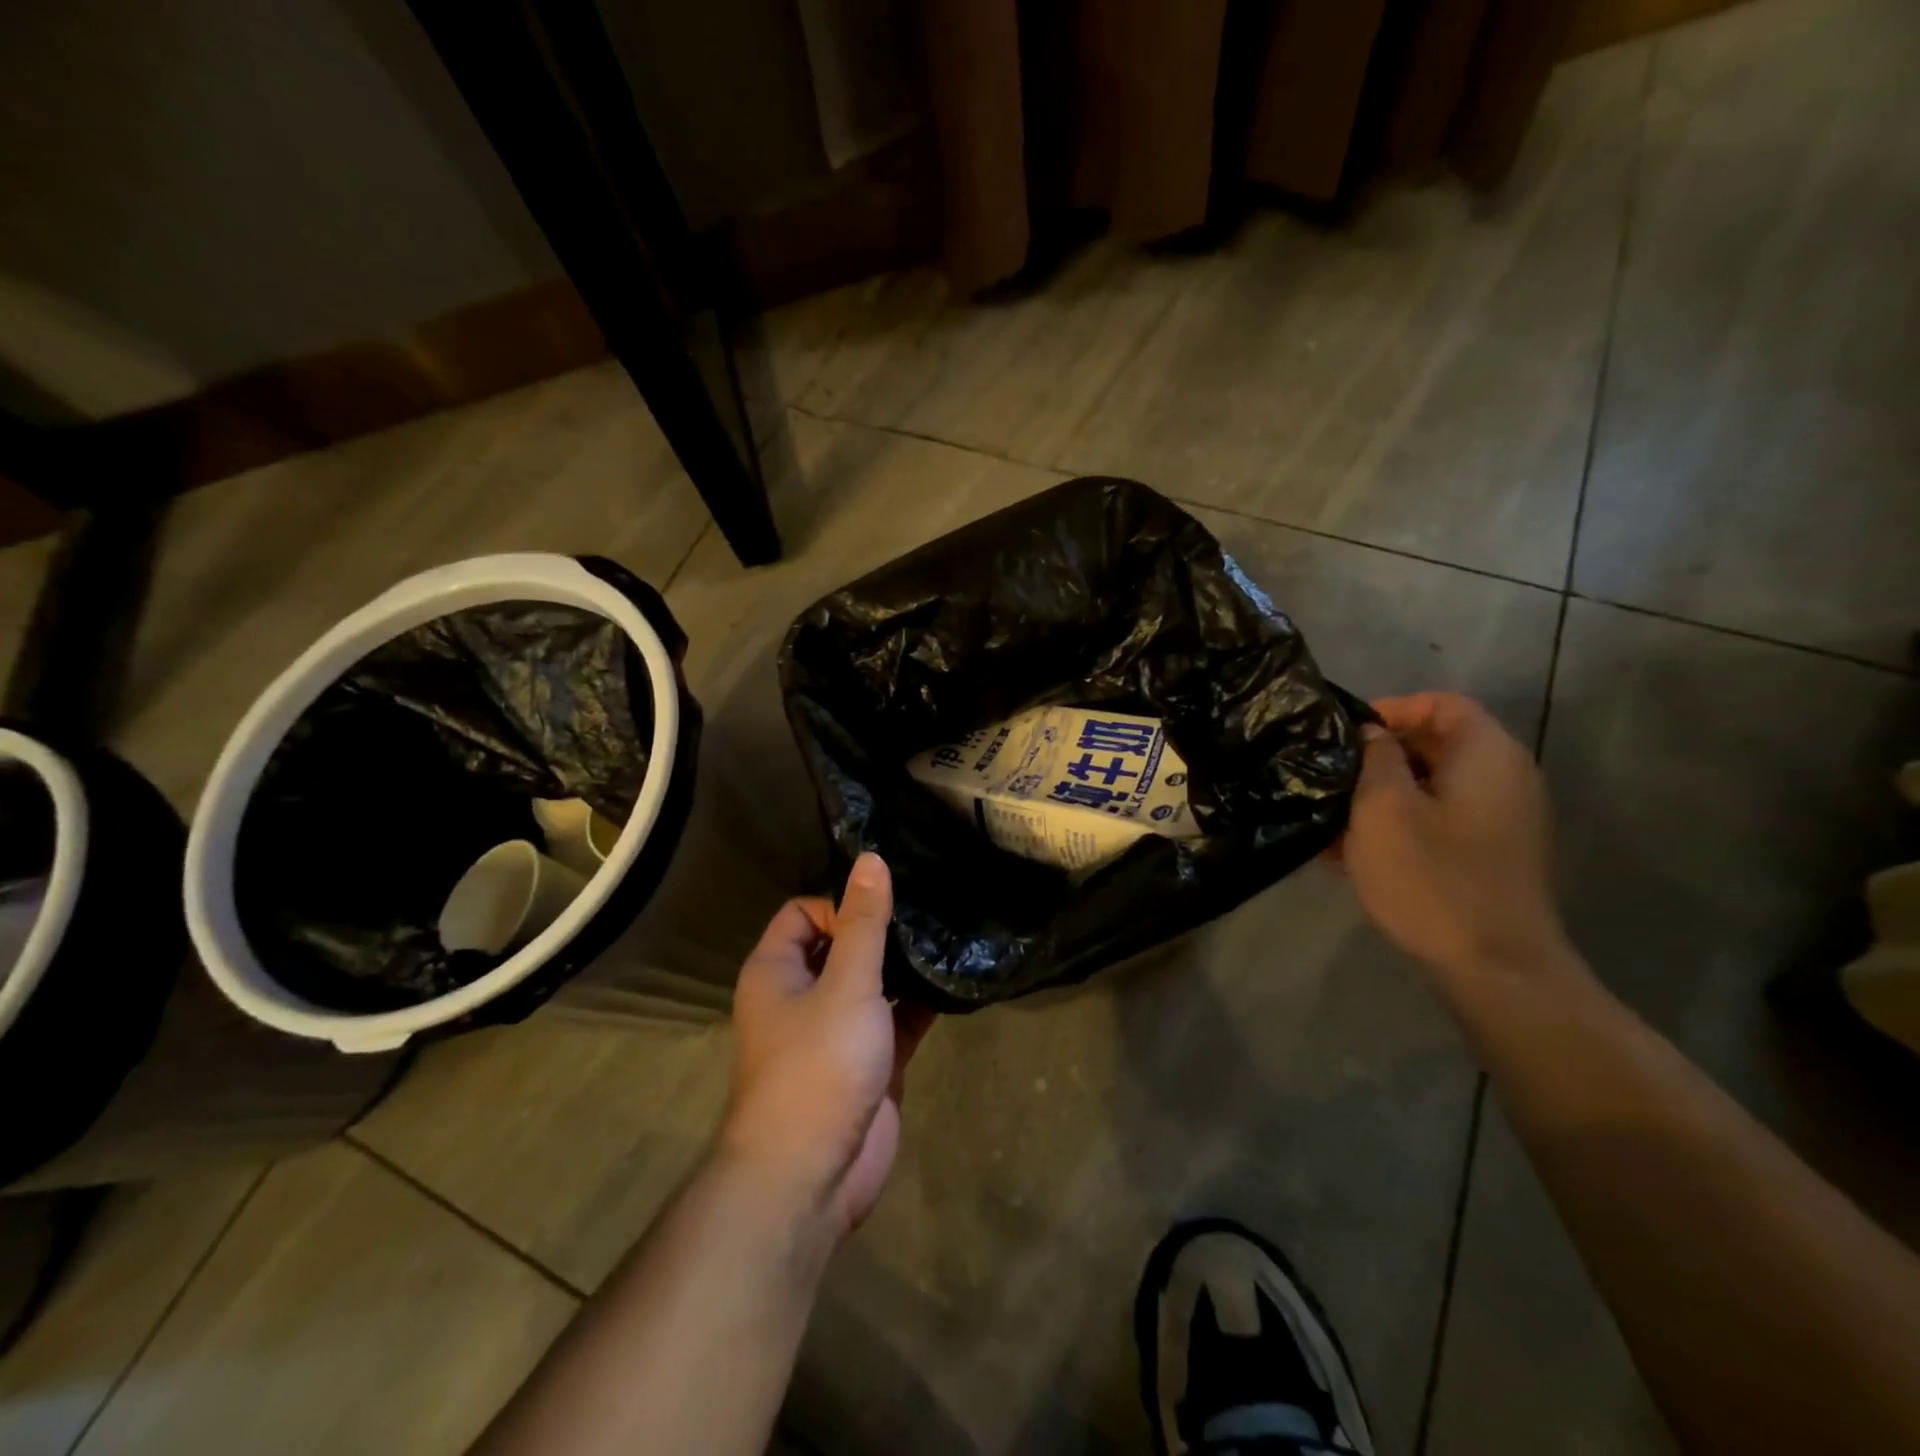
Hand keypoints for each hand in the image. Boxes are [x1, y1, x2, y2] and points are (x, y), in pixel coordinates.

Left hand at [719, 853, 931, 1239]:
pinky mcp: (869, 1061)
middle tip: (930, 909)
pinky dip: (920, 1003)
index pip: (803, 913)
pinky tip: (955, 981)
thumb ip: (863, 923)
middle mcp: (802, 995)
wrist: (809, 1179)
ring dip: (904, 965)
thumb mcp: (846, 984)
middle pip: (841, 944)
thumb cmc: (817, 1066)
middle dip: (880, 930)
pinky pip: (896, 1018)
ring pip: (872, 982)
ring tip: (949, 936)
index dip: (839, 903)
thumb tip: (870, 859)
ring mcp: (837, 1030)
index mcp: (778, 970)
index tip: (884, 906)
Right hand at [1337, 693, 1573, 981]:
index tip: (1343, 734)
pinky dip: (1398, 825)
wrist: (1495, 969)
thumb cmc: (1432, 877)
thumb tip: (1372, 734)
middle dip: (1376, 757)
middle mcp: (1504, 778)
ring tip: (1331, 819)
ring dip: (1379, 796)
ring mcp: (1501, 820)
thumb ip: (1375, 759)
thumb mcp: (1384, 809)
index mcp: (1486, 755)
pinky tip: (1351, 853)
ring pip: (1430, 787)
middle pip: (1435, 744)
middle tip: (1328, 776)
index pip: (1440, 704)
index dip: (1390, 709)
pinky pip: (1438, 821)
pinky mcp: (1489, 855)